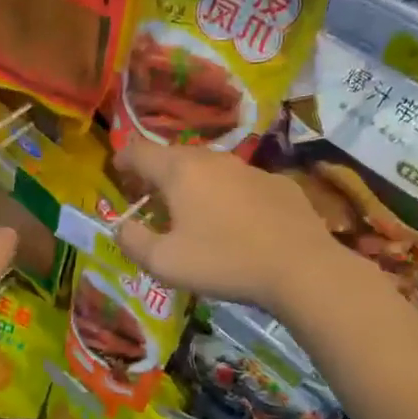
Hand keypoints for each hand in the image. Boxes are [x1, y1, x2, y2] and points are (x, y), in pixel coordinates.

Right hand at [114, 140, 343, 313]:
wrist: (301, 267)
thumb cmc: (223, 262)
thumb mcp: (164, 262)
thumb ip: (133, 241)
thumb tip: (122, 227)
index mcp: (179, 171)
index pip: (139, 150)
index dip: (122, 159)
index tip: (117, 172)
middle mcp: (213, 159)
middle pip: (174, 157)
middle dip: (156, 174)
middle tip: (150, 198)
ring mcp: (249, 169)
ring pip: (209, 169)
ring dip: (193, 185)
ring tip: (190, 212)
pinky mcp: (277, 184)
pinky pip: (240, 184)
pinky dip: (227, 196)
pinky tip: (234, 223)